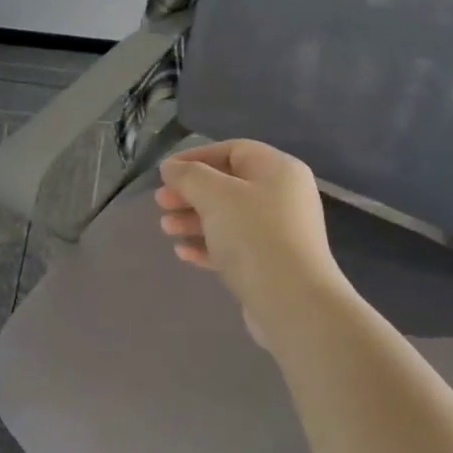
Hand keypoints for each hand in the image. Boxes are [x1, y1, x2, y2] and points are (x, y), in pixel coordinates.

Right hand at [155, 139, 347, 345]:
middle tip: (160, 202)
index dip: (196, 157)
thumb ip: (189, 176)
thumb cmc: (254, 236)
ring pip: (228, 218)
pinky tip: (183, 252)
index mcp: (278, 170)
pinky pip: (234, 247)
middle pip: (229, 185)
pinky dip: (208, 245)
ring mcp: (279, 232)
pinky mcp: (270, 264)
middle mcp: (283, 196)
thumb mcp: (215, 196)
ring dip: (194, 220)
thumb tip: (171, 167)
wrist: (292, 301)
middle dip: (191, 192)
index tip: (165, 172)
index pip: (233, 150)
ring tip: (166, 228)